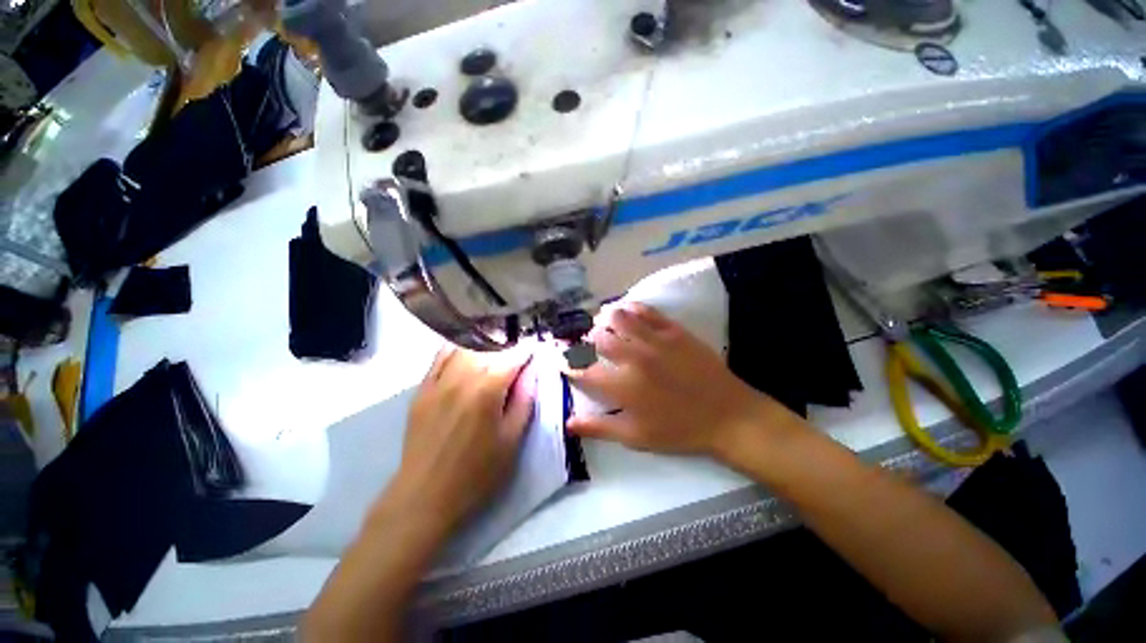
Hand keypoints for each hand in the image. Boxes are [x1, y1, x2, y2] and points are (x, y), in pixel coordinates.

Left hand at [382, 346, 535, 533]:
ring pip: (464, 348)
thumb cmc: (477, 472)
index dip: (527, 351)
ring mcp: (438, 381)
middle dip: (507, 348)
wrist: (424, 496)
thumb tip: (532, 372)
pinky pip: (440, 357)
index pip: (512, 357)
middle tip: (518, 356)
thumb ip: (524, 400)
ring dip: (484, 346)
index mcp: (487, 390)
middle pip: (489, 349)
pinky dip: (457, 350)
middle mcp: (461, 377)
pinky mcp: (421, 389)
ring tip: (495, 354)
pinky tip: (466, 353)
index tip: (535, 349)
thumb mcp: (511, 440)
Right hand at [567, 302, 790, 458]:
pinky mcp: (673, 330)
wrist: (727, 415)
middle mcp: (634, 358)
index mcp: (623, 387)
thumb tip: (568, 422)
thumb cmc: (679, 430)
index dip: (568, 365)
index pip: (584, 371)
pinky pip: (646, 311)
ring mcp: (655, 341)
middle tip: (586, 345)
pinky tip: (626, 312)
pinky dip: (630, 308)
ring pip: (618, 318)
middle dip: (584, 341)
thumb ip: (600, 427)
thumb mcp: (636, 437)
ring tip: (602, 325)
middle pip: (597, 339)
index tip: (563, 362)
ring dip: (604, 320)